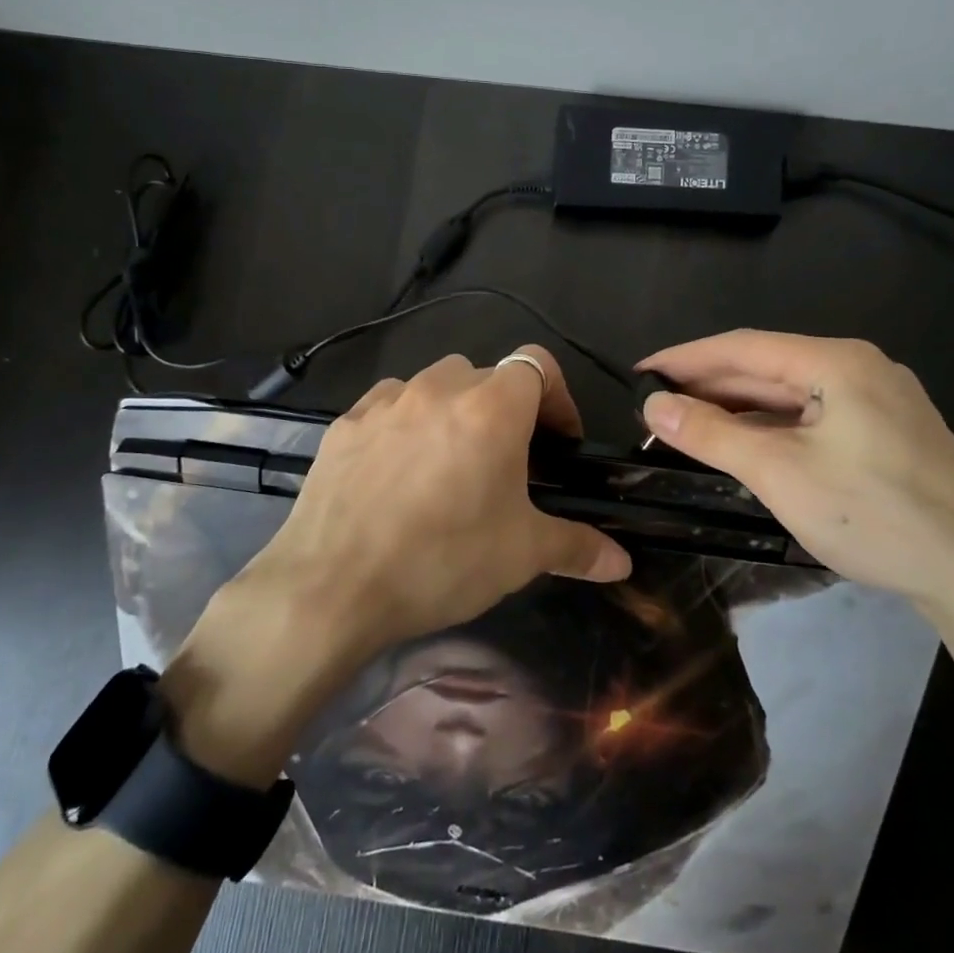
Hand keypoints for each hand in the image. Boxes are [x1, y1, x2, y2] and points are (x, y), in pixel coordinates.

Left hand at [244, 344, 631, 662]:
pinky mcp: (345, 422)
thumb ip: (577, 547)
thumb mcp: (520, 556)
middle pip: (487, 375)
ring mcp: (386, 401)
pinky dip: (406, 422)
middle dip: (506, 410)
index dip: (557, 397)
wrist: (331, 588)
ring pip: (435, 384)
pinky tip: (398, 470)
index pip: (537, 364)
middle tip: (507, 462)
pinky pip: (389, 405)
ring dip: (454, 410)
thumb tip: (622, 563)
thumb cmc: (442, 561)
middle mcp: (439, 388)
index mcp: (491, 407)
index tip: (559, 442)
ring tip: (451, 463)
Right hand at [637, 330, 953, 614]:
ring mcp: (880, 399)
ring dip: (739, 407)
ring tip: (689, 423)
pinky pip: (815, 415)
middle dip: (709, 385)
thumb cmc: (874, 516)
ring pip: (792, 393)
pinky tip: (746, 442)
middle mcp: (861, 367)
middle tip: (656, 405)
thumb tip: (653, 405)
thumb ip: (711, 433)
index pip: (743, 346)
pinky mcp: (889, 431)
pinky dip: (773, 426)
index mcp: (837, 361)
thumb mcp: (779, 473)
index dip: (685, 358)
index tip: (640, 373)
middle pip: (768, 366)